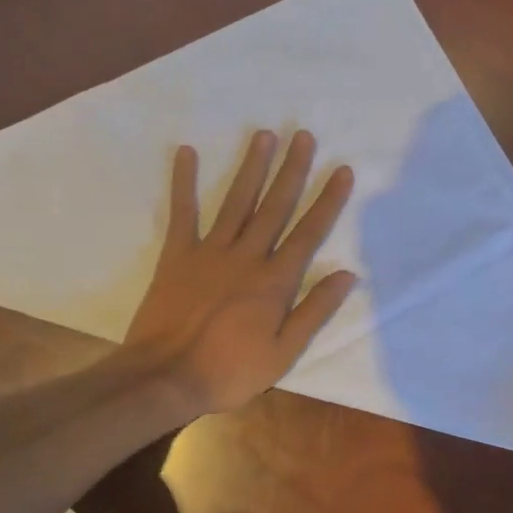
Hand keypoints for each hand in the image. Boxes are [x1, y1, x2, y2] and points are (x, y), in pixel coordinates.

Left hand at [124, 130, 356, 417]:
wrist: (165, 377)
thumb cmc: (229, 371)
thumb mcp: (283, 353)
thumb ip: (314, 311)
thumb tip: (347, 274)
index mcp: (275, 281)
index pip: (309, 233)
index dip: (328, 200)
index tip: (342, 170)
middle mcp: (247, 256)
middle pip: (275, 206)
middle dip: (292, 170)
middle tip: (303, 135)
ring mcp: (210, 252)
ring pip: (237, 201)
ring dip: (252, 167)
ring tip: (264, 135)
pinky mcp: (177, 255)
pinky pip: (183, 213)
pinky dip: (184, 182)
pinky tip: (187, 152)